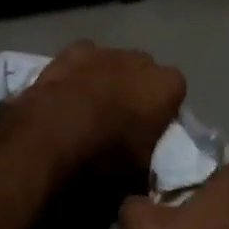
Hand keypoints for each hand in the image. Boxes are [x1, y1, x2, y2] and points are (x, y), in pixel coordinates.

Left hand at [1, 42, 186, 174]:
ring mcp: (105, 53)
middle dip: (135, 89)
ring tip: (89, 108)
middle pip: (144, 72)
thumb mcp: (138, 176)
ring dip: (107, 79)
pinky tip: (68, 91)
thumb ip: (147, 166)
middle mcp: (141, 61)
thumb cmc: (106, 157)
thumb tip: (142, 176)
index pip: (175, 92)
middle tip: (121, 119)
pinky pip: (82, 58)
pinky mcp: (71, 52)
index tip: (150, 128)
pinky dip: (78, 72)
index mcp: (167, 87)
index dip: (162, 109)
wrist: (52, 138)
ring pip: (113, 62)